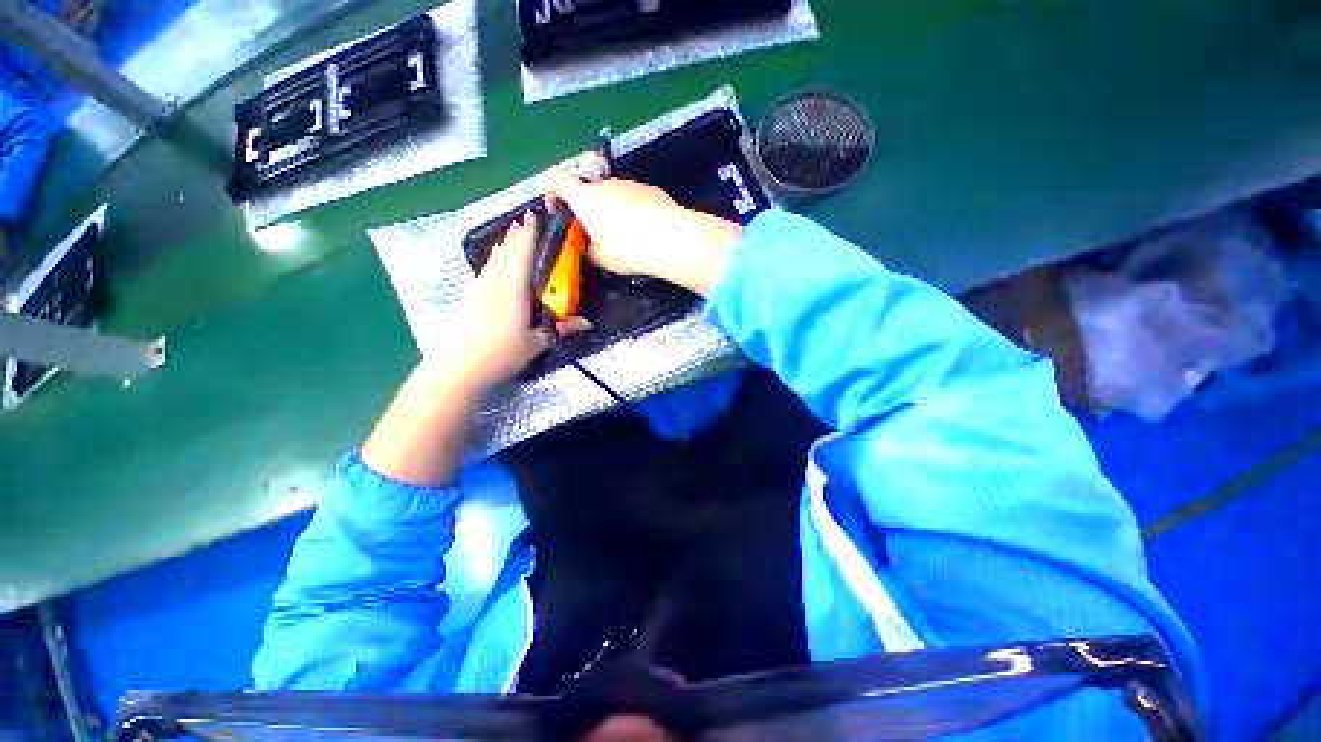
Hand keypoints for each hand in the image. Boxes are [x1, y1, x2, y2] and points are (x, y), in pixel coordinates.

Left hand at [448, 211, 588, 388]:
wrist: (457, 368)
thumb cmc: (500, 356)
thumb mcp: (535, 345)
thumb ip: (560, 330)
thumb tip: (587, 323)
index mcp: (512, 292)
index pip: (521, 257)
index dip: (528, 237)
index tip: (533, 217)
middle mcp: (494, 285)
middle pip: (506, 254)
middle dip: (516, 236)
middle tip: (525, 219)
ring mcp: (479, 290)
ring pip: (493, 260)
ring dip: (504, 245)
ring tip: (511, 233)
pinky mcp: (469, 298)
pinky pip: (485, 270)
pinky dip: (493, 259)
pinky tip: (494, 261)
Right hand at [545, 168, 743, 295]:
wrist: (671, 238)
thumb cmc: (627, 248)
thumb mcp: (601, 258)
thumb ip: (588, 250)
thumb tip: (589, 248)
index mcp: (585, 197)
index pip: (556, 179)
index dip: (550, 190)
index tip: (555, 209)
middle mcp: (605, 183)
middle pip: (587, 189)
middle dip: (586, 208)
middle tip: (594, 234)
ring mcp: (630, 183)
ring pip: (612, 194)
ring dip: (610, 211)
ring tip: (624, 238)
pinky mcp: (651, 189)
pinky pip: (633, 198)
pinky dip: (631, 211)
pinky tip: (643, 232)